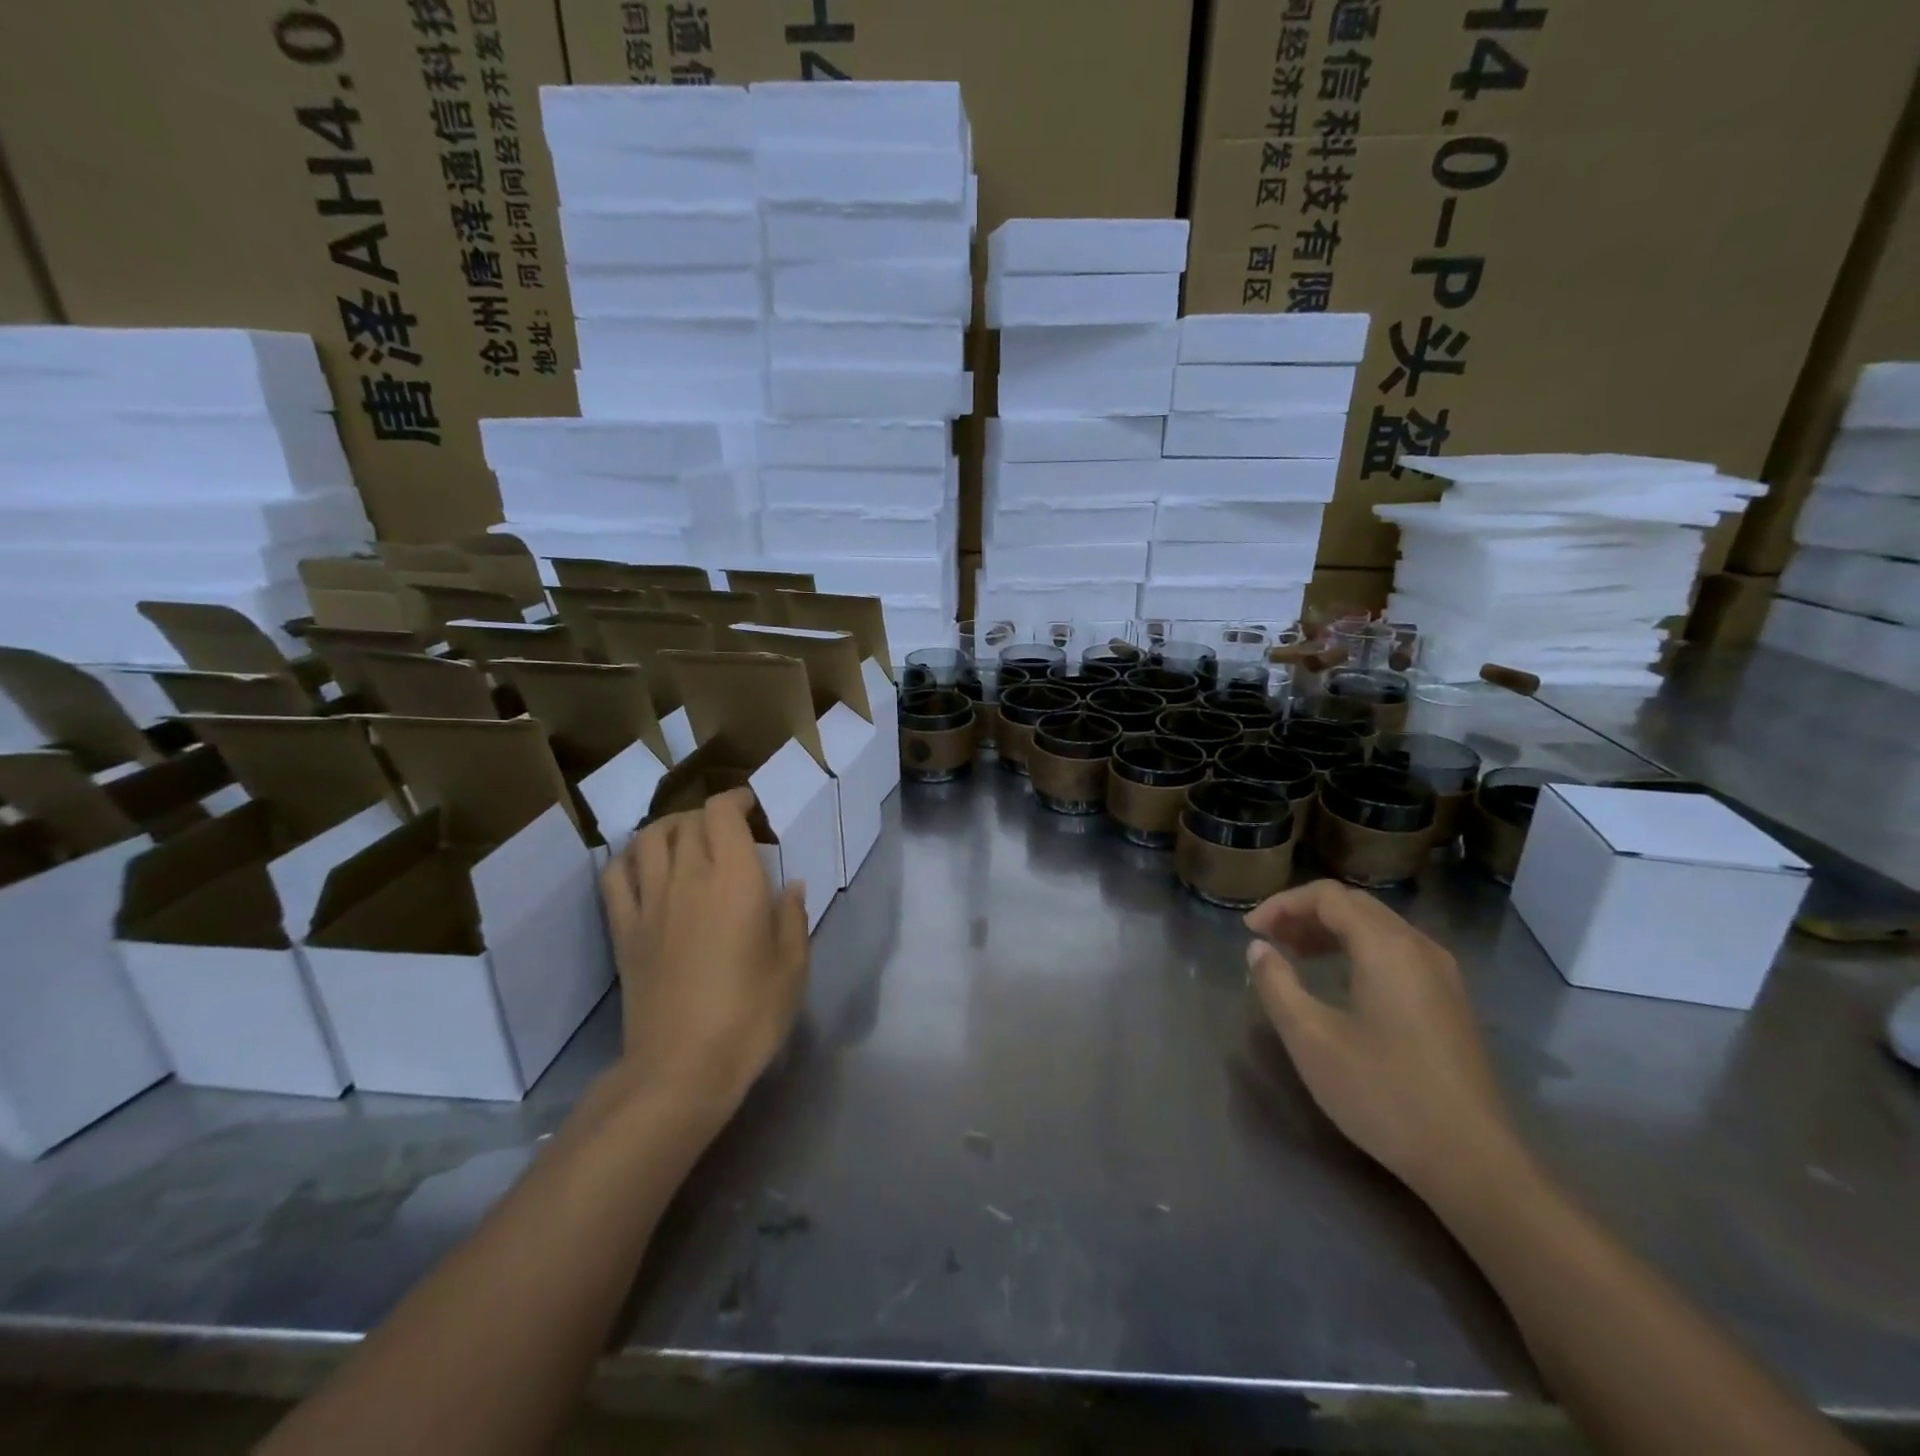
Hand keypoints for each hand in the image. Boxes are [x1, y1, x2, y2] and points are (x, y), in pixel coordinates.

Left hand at [602, 788, 809, 1119]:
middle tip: (728, 831)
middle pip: (687, 822)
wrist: (682, 1067)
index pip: (722, 814)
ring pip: (647, 839)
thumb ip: (793, 918)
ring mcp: (649, 903)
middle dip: (708, 815)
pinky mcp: (623, 930)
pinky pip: (615, 876)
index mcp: (734, 879)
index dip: (735, 800)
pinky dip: (627, 858)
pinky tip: (643, 866)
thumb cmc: (749, 1015)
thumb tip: (792, 886)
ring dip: (668, 828)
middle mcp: (687, 877)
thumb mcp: (793, 967)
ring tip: (685, 838)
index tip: (751, 807)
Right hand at [1244, 880, 1524, 1205]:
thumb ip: (1276, 984)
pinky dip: (1358, 950)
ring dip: (1331, 931)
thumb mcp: (1311, 1038)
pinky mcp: (1450, 1002)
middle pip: (1355, 905)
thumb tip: (1258, 948)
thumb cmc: (1383, 1094)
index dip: (1282, 904)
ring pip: (1378, 927)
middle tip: (1269, 940)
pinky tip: (1339, 981)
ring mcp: (1443, 975)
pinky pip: (1396, 952)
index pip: (1327, 896)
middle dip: (1305, 914)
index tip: (1251, 931)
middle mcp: (1419, 947)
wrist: (1473, 1163)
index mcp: (1387, 946)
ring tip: (1295, 956)